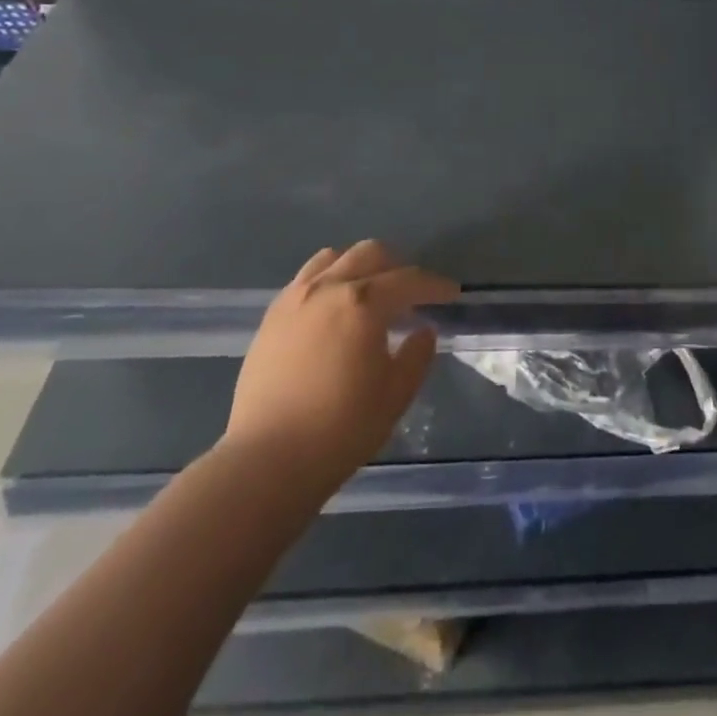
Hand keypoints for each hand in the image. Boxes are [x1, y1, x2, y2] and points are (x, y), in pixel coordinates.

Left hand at [223, 240, 458, 477]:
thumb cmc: (340, 429)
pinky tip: (333, 311)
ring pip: (334, 258)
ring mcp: (295, 299)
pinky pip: (306, 279)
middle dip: (398, 267)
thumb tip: (423, 331)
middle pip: (371, 254)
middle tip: (411, 293)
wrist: (265, 462)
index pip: (409, 280)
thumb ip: (417, 355)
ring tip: (369, 294)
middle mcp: (328, 287)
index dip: (435, 286)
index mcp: (364, 302)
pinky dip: (328, 282)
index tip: (451, 293)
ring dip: (359, 267)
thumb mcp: (395, 395)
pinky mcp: (271, 317)